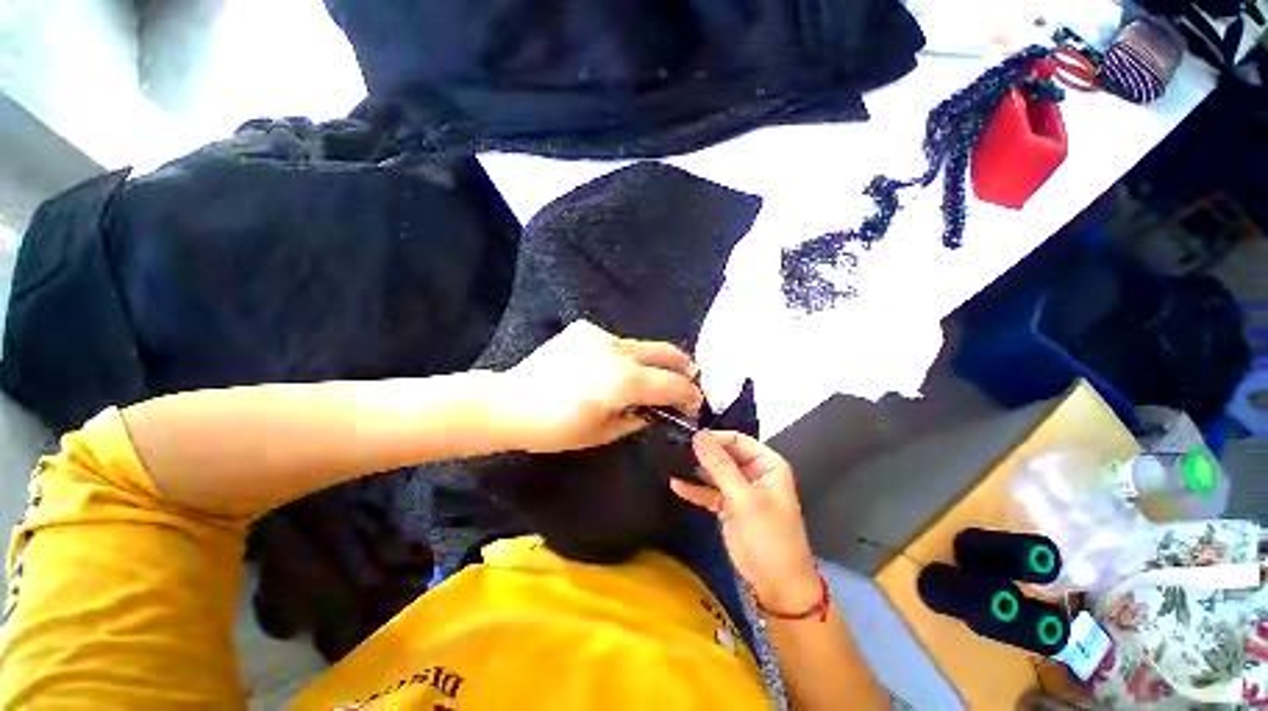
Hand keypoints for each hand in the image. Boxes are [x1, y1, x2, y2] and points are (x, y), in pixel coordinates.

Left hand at [495, 320, 702, 452]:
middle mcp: (618, 350)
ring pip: (642, 346)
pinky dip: (623, 357)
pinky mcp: (585, 329)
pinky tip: (607, 370)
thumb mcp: (603, 433)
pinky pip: (616, 343)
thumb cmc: (555, 428)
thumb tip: (657, 410)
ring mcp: (600, 335)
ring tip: (647, 379)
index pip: (673, 384)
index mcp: (623, 381)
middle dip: (684, 367)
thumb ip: (638, 417)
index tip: (694, 406)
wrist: (510, 402)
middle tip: (689, 381)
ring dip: (651, 362)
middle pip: (667, 352)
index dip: (690, 396)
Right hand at [671, 431, 820, 611]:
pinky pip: (709, 492)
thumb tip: (699, 436)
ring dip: (696, 469)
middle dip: (703, 453)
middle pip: (724, 454)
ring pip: (715, 472)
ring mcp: (740, 490)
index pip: (737, 440)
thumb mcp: (745, 499)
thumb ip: (720, 466)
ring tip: (671, 461)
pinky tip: (676, 484)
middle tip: (675, 448)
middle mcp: (753, 472)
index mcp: (767, 464)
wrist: (777, 585)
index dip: (715, 438)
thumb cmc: (770, 536)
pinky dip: (695, 490)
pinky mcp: (728, 506)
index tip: (689, 438)